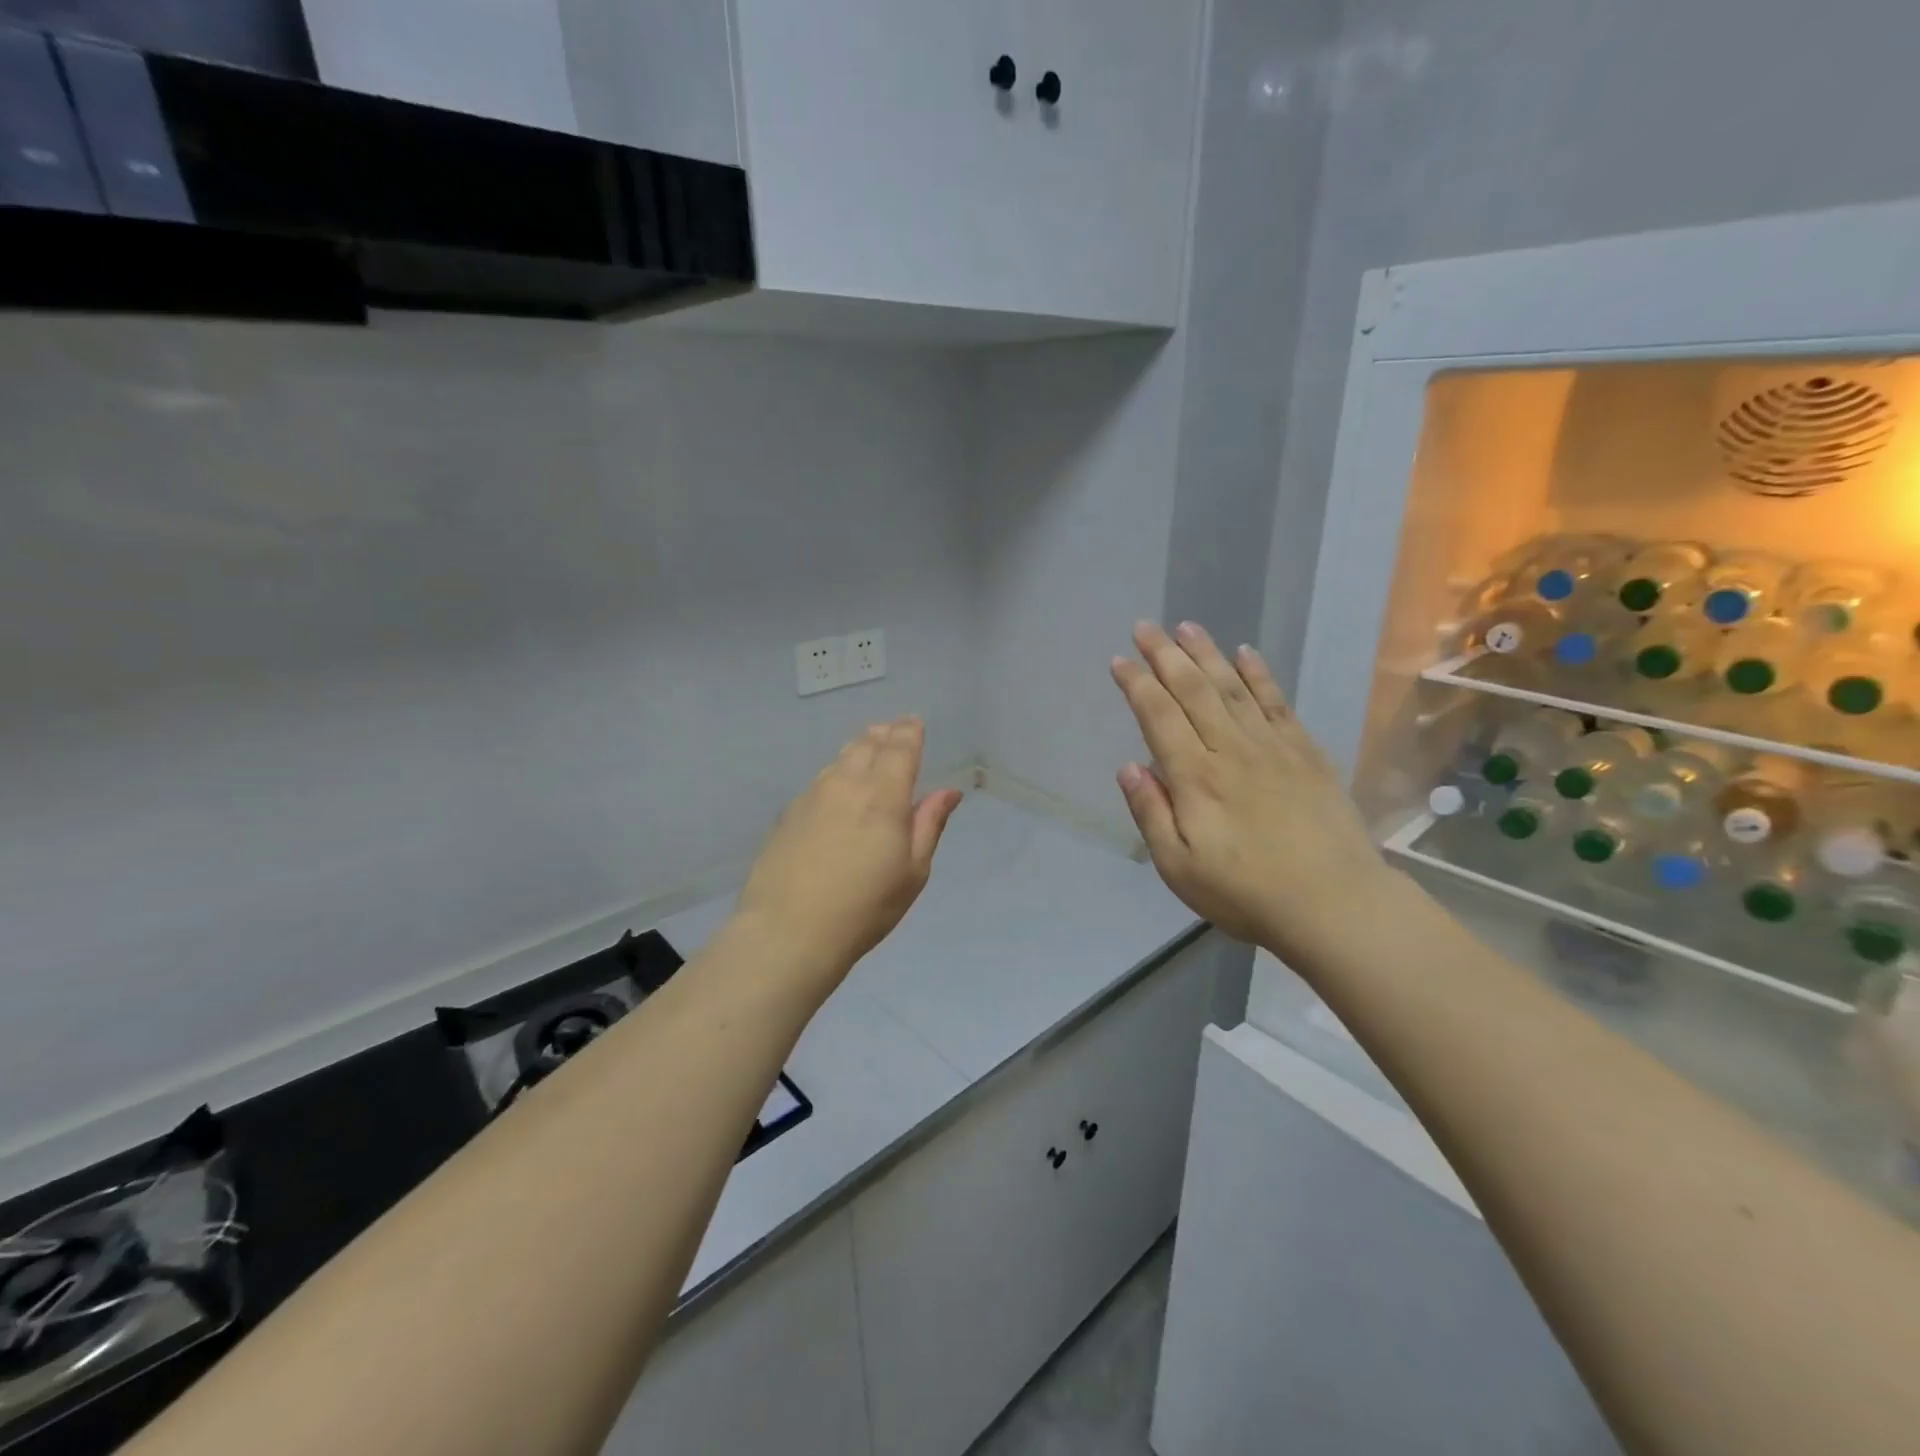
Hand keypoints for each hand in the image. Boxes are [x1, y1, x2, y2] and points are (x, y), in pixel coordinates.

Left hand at [731, 716, 962, 1005]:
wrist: (789, 930)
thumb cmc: (865, 906)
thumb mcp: (913, 871)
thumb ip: (929, 824)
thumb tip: (949, 791)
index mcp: (884, 795)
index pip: (900, 748)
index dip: (910, 732)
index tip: (914, 722)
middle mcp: (847, 784)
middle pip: (867, 744)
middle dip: (884, 734)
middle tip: (893, 730)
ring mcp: (812, 796)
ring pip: (840, 758)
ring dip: (858, 748)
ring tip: (868, 748)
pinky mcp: (788, 813)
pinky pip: (819, 780)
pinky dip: (835, 772)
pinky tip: (836, 787)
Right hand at [1109, 621, 1394, 964]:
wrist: (1335, 904)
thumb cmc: (1246, 893)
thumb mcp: (1178, 868)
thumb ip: (1150, 813)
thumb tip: (1128, 766)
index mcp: (1195, 777)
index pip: (1158, 717)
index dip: (1136, 685)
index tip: (1118, 660)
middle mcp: (1230, 749)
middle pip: (1193, 690)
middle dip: (1165, 655)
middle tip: (1146, 627)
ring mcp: (1272, 746)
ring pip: (1232, 687)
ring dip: (1206, 654)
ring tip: (1187, 627)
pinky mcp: (1305, 752)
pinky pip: (1277, 702)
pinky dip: (1259, 674)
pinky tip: (1246, 654)